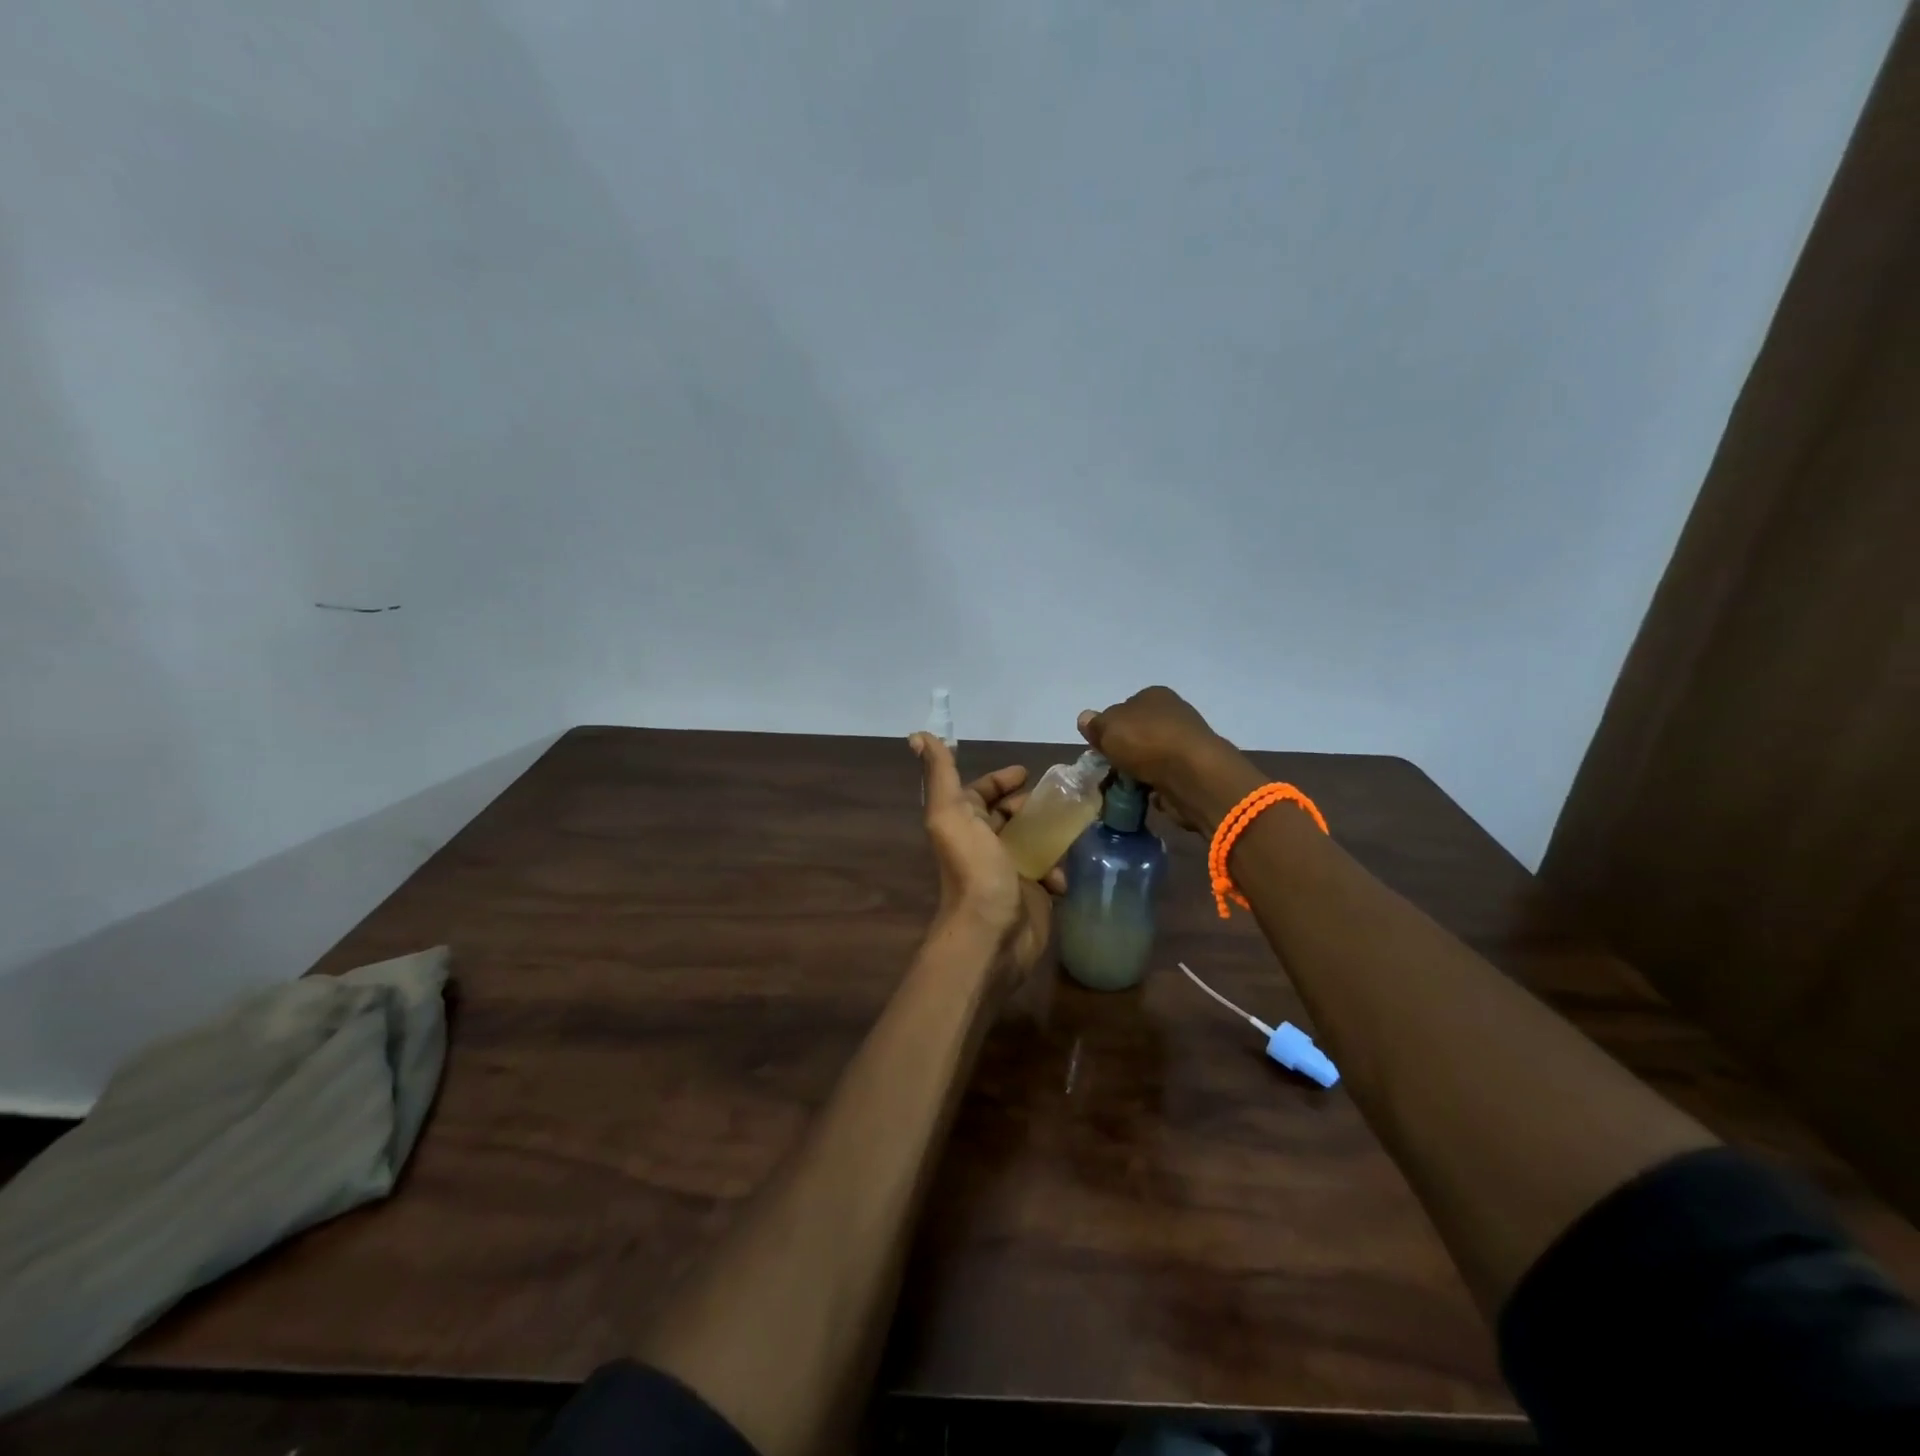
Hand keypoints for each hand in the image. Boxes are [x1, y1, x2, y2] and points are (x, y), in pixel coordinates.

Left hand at [910, 733, 1065, 978]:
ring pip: (1034, 841)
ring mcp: (1009, 870)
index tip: (1027, 772)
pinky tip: (1059, 876)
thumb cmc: (974, 870)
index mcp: (963, 823)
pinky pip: (1050, 872)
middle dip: (1031, 805)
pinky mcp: (1032, 895)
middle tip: (1059, 799)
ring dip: (1051, 835)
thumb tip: (918, 734)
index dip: (1001, 780)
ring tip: (1070, 829)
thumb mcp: (951, 814)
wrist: (992, 934)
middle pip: (1011, 815)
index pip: (981, 792)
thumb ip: (940, 774)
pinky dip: (1057, 870)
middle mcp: (984, 844)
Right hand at [1078, 686, 1261, 832]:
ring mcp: (1186, 742)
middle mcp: (1173, 713)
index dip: (1109, 729)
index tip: (1100, 749)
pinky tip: (1145, 796)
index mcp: (1153, 695)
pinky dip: (1155, 786)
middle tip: (1109, 772)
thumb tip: (1085, 718)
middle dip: (1124, 752)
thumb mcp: (1108, 728)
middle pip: (1138, 734)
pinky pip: (1165, 777)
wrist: (1192, 774)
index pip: (1123, 708)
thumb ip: (1095, 725)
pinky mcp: (1194, 769)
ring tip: (1123, 789)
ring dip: (1138, 772)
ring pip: (1151, 757)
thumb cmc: (1146, 742)